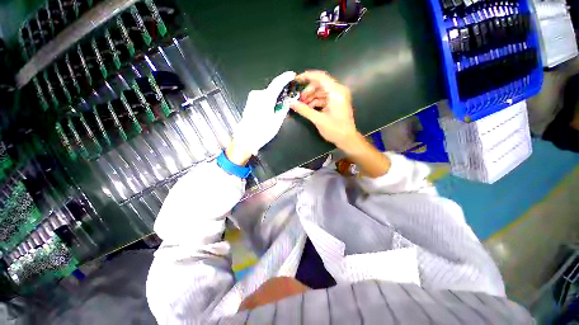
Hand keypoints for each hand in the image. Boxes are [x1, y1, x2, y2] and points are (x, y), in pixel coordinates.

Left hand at [230, 71, 296, 160]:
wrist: (246, 139)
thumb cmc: (263, 131)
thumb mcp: (277, 121)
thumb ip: (283, 109)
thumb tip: (287, 102)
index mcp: (266, 98)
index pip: (277, 83)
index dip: (285, 78)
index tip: (292, 75)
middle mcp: (257, 95)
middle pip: (272, 90)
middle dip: (279, 94)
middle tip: (285, 103)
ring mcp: (252, 99)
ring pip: (267, 95)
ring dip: (273, 100)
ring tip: (276, 112)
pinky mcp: (249, 103)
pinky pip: (262, 99)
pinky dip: (267, 102)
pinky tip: (268, 112)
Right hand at [290, 71, 361, 151]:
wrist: (347, 139)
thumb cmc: (335, 129)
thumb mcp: (318, 120)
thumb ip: (304, 110)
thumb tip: (291, 103)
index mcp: (336, 92)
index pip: (320, 77)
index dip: (307, 76)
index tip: (296, 80)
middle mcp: (338, 91)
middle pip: (320, 84)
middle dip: (308, 91)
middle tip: (299, 100)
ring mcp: (338, 97)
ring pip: (321, 91)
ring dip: (311, 97)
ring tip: (302, 105)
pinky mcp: (336, 103)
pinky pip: (324, 98)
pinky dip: (316, 102)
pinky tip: (308, 108)